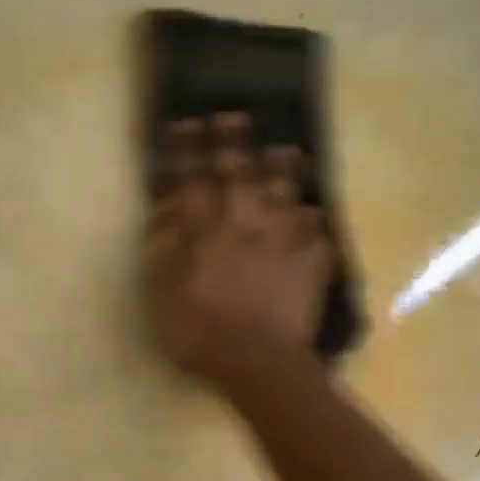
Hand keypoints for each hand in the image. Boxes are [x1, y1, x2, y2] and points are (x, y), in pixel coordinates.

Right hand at [145, 114, 330, 388]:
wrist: (259, 364)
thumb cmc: (201, 333)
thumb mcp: (164, 296)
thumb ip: (164, 250)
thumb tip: (165, 212)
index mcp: (206, 233)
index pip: (193, 181)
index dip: (187, 151)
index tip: (185, 124)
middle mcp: (245, 226)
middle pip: (240, 175)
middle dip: (233, 143)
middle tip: (234, 116)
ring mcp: (282, 242)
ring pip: (284, 195)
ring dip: (283, 170)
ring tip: (286, 149)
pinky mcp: (310, 264)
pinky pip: (315, 234)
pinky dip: (313, 221)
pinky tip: (313, 215)